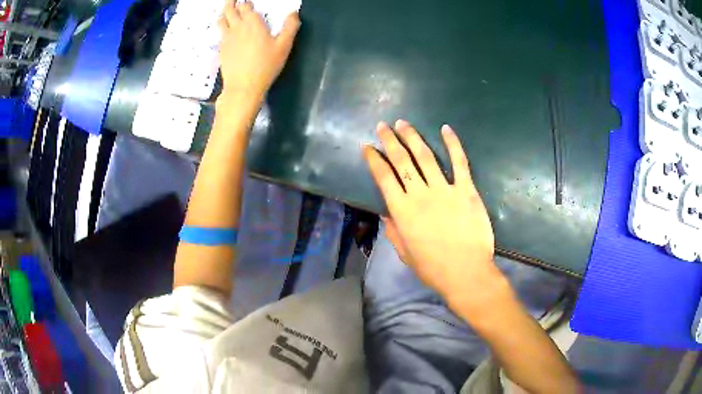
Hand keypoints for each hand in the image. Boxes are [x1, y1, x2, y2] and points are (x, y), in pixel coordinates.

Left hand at [218, 1, 299, 97]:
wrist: (243, 87)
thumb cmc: (265, 66)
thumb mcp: (284, 46)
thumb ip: (290, 27)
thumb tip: (293, 13)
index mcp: (253, 23)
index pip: (245, 6)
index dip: (246, 2)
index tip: (247, 1)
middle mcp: (237, 27)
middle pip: (229, 9)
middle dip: (231, 2)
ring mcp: (227, 39)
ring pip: (221, 20)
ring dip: (224, 14)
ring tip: (228, 13)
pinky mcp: (222, 49)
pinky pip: (220, 34)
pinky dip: (223, 28)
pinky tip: (227, 32)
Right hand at [364, 120, 501, 310]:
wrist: (466, 273)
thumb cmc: (433, 268)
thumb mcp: (405, 254)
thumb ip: (393, 231)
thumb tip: (385, 213)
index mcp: (402, 211)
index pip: (383, 178)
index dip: (374, 160)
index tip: (368, 146)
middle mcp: (420, 194)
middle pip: (401, 161)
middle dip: (390, 140)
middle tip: (383, 125)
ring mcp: (444, 190)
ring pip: (425, 156)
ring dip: (413, 137)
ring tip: (404, 123)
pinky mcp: (466, 190)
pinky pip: (459, 162)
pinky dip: (453, 144)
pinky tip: (445, 129)